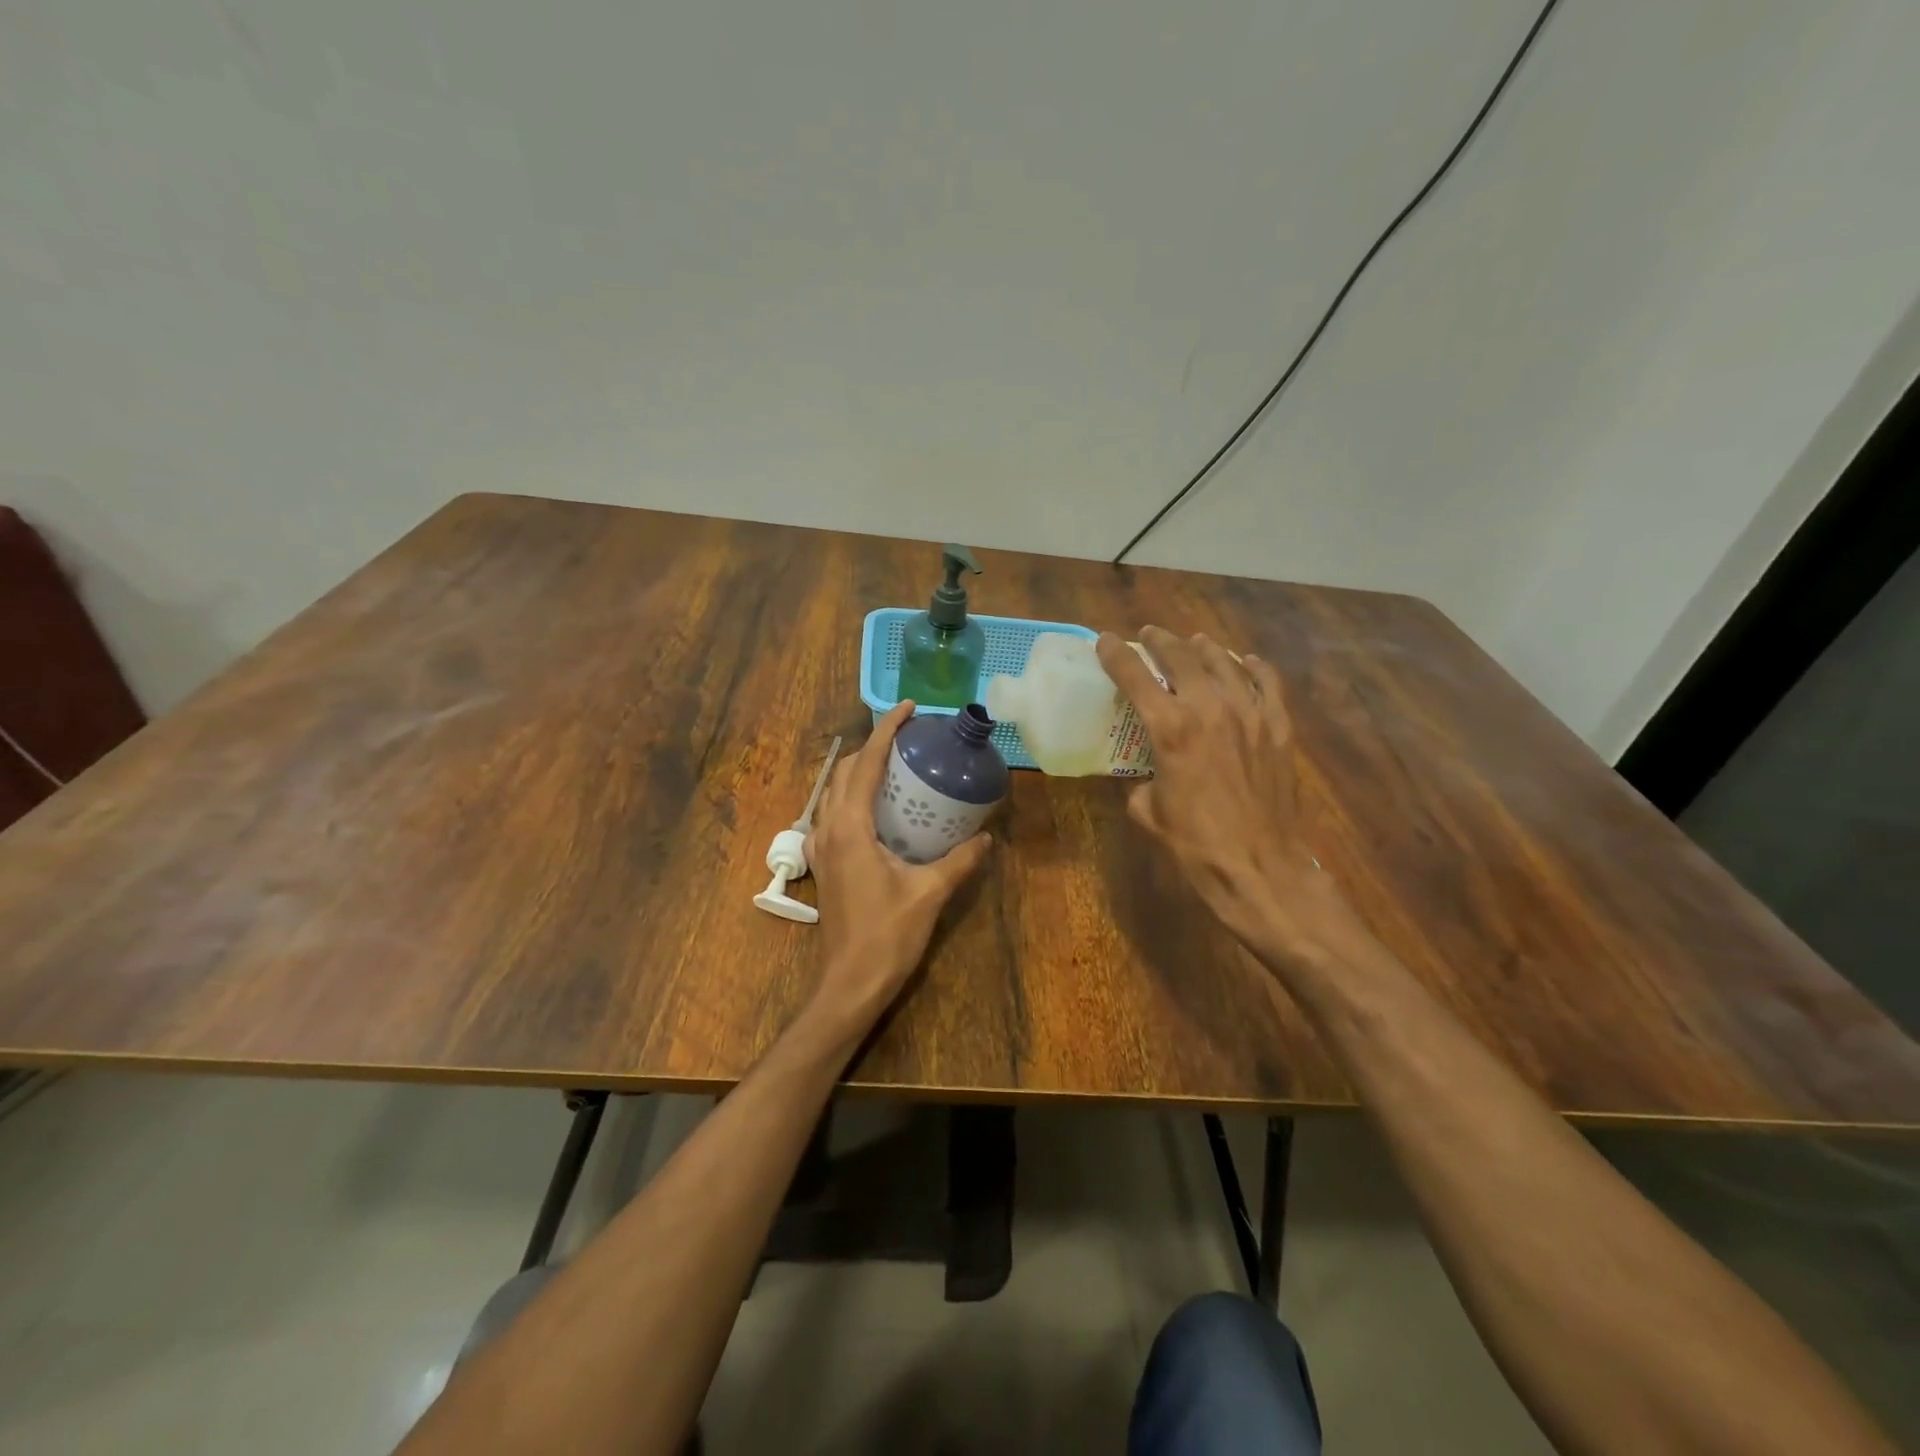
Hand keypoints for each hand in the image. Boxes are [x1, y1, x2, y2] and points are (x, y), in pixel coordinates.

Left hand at [803, 702, 992, 1033]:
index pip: (865, 765)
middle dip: (870, 748)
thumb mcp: (930, 894)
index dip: (885, 731)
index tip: (908, 709)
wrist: (849, 985)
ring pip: (832, 794)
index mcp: (850, 828)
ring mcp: (821, 850)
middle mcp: (829, 830)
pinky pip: (831, 817)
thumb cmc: (887, 936)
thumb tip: (986, 837)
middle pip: (843, 773)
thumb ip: (960, 861)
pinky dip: (850, 799)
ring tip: (892, 769)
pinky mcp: (823, 867)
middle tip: (907, 741)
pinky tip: (876, 812)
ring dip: (857, 772)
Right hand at [1096, 627, 1357, 966]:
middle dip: (1160, 641)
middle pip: (1181, 657)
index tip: (1105, 642)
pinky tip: (1245, 661)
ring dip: (1203, 647)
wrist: (1259, 866)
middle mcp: (1209, 708)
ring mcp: (1250, 713)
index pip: (1134, 676)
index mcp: (1170, 728)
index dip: (1115, 654)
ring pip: (1224, 662)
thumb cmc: (1196, 843)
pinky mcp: (1278, 727)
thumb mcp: (1149, 811)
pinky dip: (1253, 666)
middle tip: (1149, 635)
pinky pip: (1267, 682)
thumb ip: (1142, 781)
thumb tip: (1145, 776)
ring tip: (1193, 642)